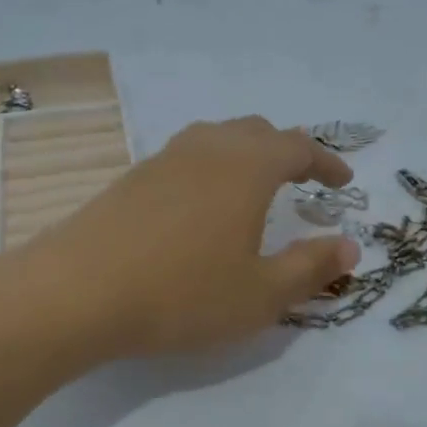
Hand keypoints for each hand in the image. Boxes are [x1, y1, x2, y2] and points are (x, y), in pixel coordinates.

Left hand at [18, 117, 361, 356]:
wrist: (76, 292)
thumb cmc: (182, 294)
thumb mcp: (260, 294)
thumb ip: (310, 267)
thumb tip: (350, 246)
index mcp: (246, 167)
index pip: (298, 147)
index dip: (326, 162)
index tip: (343, 182)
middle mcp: (207, 149)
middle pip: (256, 132)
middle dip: (287, 151)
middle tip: (303, 178)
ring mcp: (163, 159)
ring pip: (217, 139)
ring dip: (246, 154)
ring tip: (256, 185)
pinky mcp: (131, 178)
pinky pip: (186, 157)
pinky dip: (211, 168)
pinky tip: (202, 204)